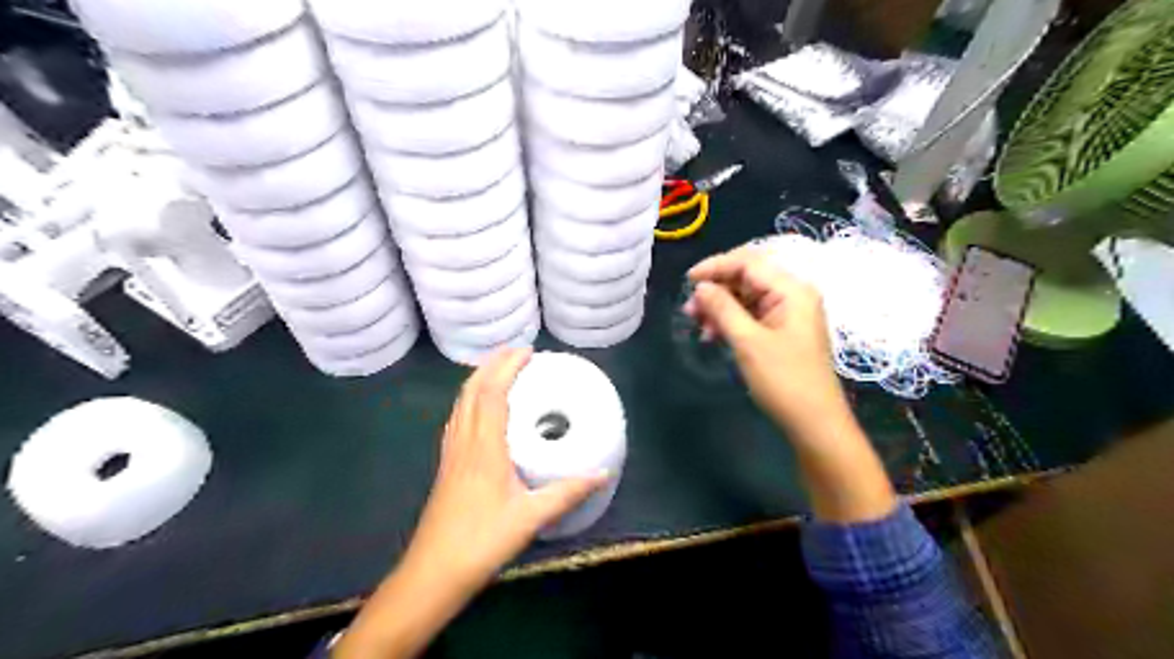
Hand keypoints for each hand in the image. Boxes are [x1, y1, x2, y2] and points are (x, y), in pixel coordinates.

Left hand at [403, 346, 604, 588]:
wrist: (432, 573)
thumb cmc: (481, 542)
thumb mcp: (530, 518)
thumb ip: (567, 493)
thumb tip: (603, 473)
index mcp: (484, 448)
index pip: (492, 394)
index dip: (507, 368)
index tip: (528, 352)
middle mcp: (464, 442)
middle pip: (471, 391)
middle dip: (492, 365)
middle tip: (518, 352)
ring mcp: (451, 452)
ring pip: (460, 403)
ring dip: (479, 379)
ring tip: (501, 370)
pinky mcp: (446, 464)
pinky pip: (457, 418)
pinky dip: (470, 399)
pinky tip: (480, 408)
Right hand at [684, 249, 848, 438]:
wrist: (814, 423)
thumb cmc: (784, 380)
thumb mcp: (748, 342)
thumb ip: (723, 308)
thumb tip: (701, 287)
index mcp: (792, 290)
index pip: (749, 263)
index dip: (716, 266)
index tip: (687, 281)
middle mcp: (792, 295)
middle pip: (747, 278)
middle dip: (716, 290)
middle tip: (689, 310)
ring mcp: (788, 314)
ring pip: (746, 298)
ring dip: (720, 308)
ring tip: (696, 325)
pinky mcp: (782, 331)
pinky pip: (751, 316)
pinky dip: (730, 322)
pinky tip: (712, 336)